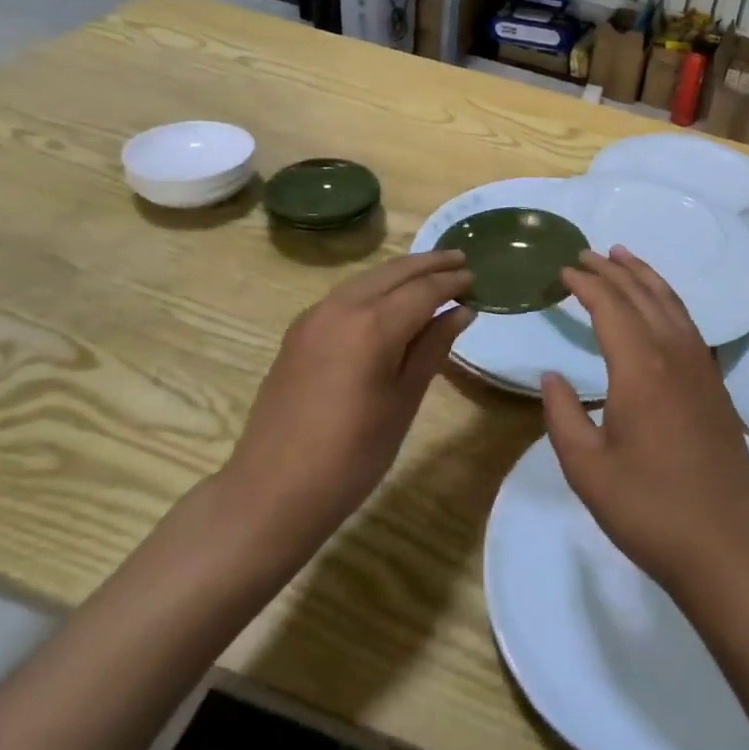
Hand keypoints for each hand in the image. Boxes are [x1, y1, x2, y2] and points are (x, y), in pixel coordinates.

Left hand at [221, 251, 472, 552]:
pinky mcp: (299, 332)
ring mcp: (314, 317)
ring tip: (431, 272)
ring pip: (367, 278)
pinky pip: (346, 294)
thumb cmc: (352, 455)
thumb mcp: (404, 401)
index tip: (476, 277)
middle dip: (429, 263)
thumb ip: (433, 348)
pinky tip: (389, 299)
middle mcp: (342, 308)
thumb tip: (461, 311)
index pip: (423, 290)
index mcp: (373, 326)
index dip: (452, 282)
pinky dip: (375, 287)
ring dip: (401, 272)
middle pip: (393, 272)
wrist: (272, 491)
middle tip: (460, 258)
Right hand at [541, 248, 748, 607]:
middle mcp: (673, 353)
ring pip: (670, 302)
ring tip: (623, 257)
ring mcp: (701, 366)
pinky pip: (687, 323)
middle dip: (612, 270)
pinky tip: (659, 304)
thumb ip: (563, 415)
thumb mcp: (587, 469)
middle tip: (586, 254)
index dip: (585, 283)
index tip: (563, 270)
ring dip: (644, 276)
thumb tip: (551, 376)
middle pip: (641, 294)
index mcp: (639, 368)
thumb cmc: (648, 509)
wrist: (725, 545)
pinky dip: (667, 299)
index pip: (609, 306)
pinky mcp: (715, 383)